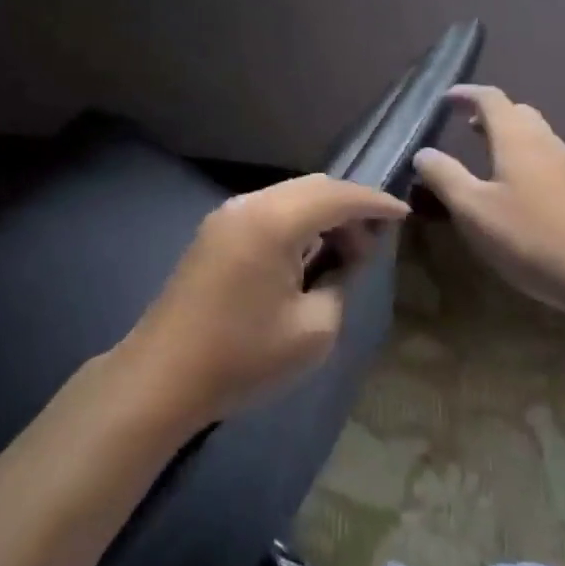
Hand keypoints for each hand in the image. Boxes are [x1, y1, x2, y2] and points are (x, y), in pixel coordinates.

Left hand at [121, 174, 408, 430]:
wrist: (161, 378)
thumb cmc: (243, 358)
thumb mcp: (314, 330)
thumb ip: (341, 282)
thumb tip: (347, 258)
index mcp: (275, 220)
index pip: (339, 195)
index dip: (375, 203)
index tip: (403, 214)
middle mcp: (250, 204)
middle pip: (314, 187)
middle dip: (349, 207)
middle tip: (374, 244)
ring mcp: (227, 215)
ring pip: (289, 196)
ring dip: (321, 214)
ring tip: (344, 253)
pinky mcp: (214, 232)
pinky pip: (268, 211)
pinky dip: (296, 222)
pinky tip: (307, 254)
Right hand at [412, 85, 564, 323]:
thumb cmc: (531, 238)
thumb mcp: (473, 211)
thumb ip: (445, 177)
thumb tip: (424, 152)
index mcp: (518, 139)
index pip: (491, 99)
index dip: (466, 94)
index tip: (446, 99)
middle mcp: (548, 144)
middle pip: (519, 113)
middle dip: (491, 114)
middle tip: (466, 127)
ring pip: (538, 138)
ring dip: (511, 138)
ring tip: (490, 159)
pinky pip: (552, 161)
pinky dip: (529, 160)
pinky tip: (523, 193)